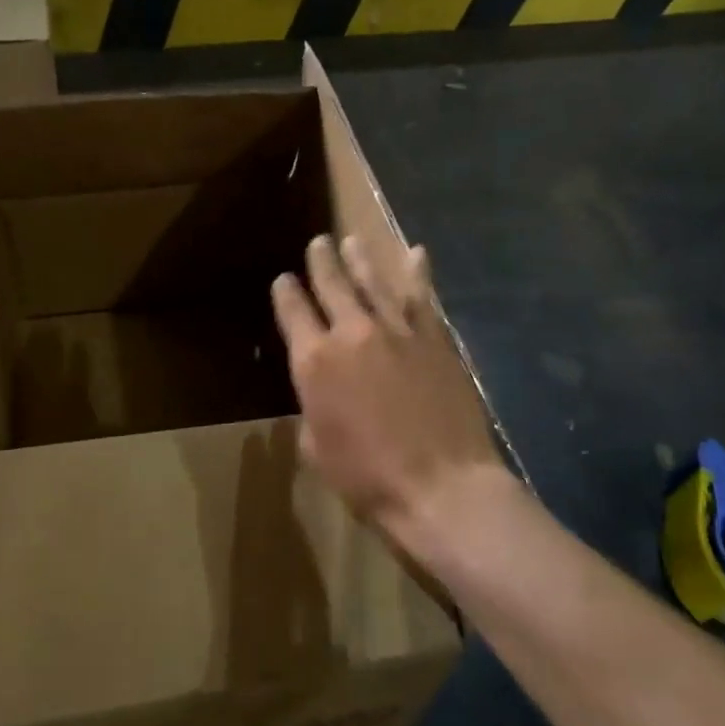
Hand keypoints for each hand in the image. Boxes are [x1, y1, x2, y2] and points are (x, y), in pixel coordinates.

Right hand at [271, 236, 502, 557]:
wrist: (440, 484)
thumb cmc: (367, 477)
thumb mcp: (316, 449)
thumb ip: (313, 408)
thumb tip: (322, 393)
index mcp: (314, 361)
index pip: (293, 312)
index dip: (285, 292)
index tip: (284, 280)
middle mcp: (352, 333)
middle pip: (332, 285)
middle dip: (322, 262)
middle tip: (319, 243)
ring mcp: (397, 331)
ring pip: (374, 282)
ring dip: (361, 258)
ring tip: (352, 240)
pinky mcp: (434, 338)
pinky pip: (423, 297)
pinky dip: (418, 272)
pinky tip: (416, 253)